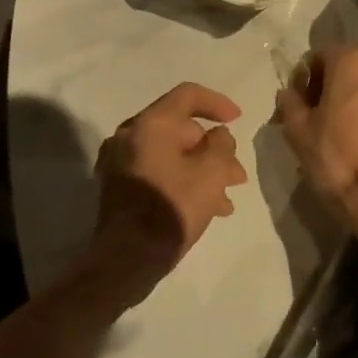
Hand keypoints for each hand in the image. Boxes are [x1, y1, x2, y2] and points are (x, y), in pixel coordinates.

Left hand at [86, 83, 247, 305]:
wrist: (125, 262)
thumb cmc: (171, 209)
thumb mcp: (211, 173)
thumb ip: (222, 145)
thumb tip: (218, 136)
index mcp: (150, 124)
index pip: (187, 95)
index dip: (217, 103)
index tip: (238, 119)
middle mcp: (129, 136)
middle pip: (180, 128)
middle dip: (213, 149)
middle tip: (237, 174)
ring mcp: (120, 162)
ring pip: (171, 154)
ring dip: (201, 169)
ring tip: (226, 199)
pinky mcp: (118, 187)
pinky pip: (157, 171)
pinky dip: (181, 180)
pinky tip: (205, 208)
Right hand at [275, 46, 357, 238]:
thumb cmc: (337, 157)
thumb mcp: (298, 131)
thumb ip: (290, 103)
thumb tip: (288, 93)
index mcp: (350, 61)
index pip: (319, 55)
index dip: (305, 77)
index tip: (298, 103)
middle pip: (345, 67)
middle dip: (328, 85)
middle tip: (313, 115)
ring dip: (348, 98)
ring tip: (335, 130)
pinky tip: (357, 138)